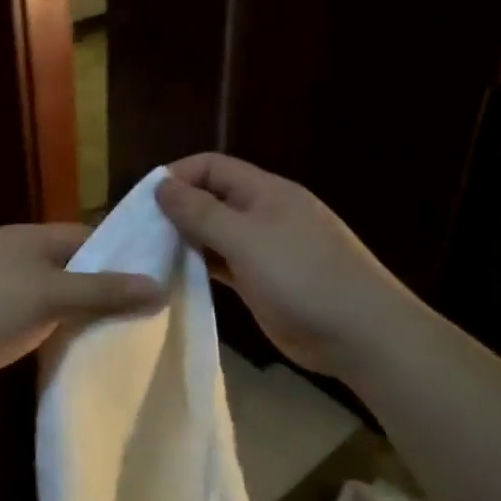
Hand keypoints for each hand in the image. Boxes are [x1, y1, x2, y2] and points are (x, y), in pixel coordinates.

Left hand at [0, 224, 163, 407]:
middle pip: (70, 268)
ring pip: (52, 298)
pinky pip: (33, 323)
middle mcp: (11, 257)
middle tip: (149, 314)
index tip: (159, 278)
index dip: (122, 255)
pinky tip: (78, 352)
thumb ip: (105, 291)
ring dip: (80, 314)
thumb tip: (160, 285)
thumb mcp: (51, 296)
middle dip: (104, 289)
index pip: (86, 237)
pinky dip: (54, 334)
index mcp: (25, 238)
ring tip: (124, 335)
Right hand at [155, 153, 407, 375]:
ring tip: (149, 256)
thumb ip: (201, 212)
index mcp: (265, 192)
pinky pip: (224, 265)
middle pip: (212, 199)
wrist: (361, 333)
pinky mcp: (263, 282)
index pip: (212, 167)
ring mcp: (265, 250)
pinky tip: (176, 278)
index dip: (177, 176)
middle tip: (139, 234)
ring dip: (186, 241)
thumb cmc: (302, 277)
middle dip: (177, 210)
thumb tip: (161, 185)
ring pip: (216, 234)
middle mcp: (264, 214)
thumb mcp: (246, 239)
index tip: (143, 202)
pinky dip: (201, 267)